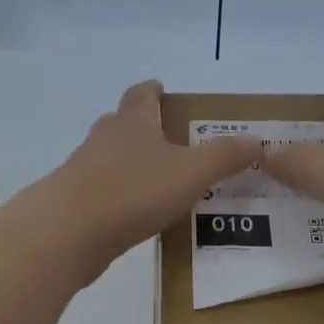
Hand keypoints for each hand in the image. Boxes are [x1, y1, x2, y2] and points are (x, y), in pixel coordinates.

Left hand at [37, 80, 259, 276]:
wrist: (67, 233)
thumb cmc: (132, 191)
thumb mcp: (191, 173)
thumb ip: (224, 156)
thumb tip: (257, 140)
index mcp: (132, 123)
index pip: (141, 94)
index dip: (154, 91)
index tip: (163, 90)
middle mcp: (104, 139)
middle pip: (124, 124)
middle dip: (145, 129)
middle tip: (173, 142)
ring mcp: (84, 171)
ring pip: (111, 159)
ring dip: (132, 165)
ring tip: (161, 183)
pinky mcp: (75, 203)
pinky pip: (103, 192)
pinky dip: (121, 197)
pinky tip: (137, 216)